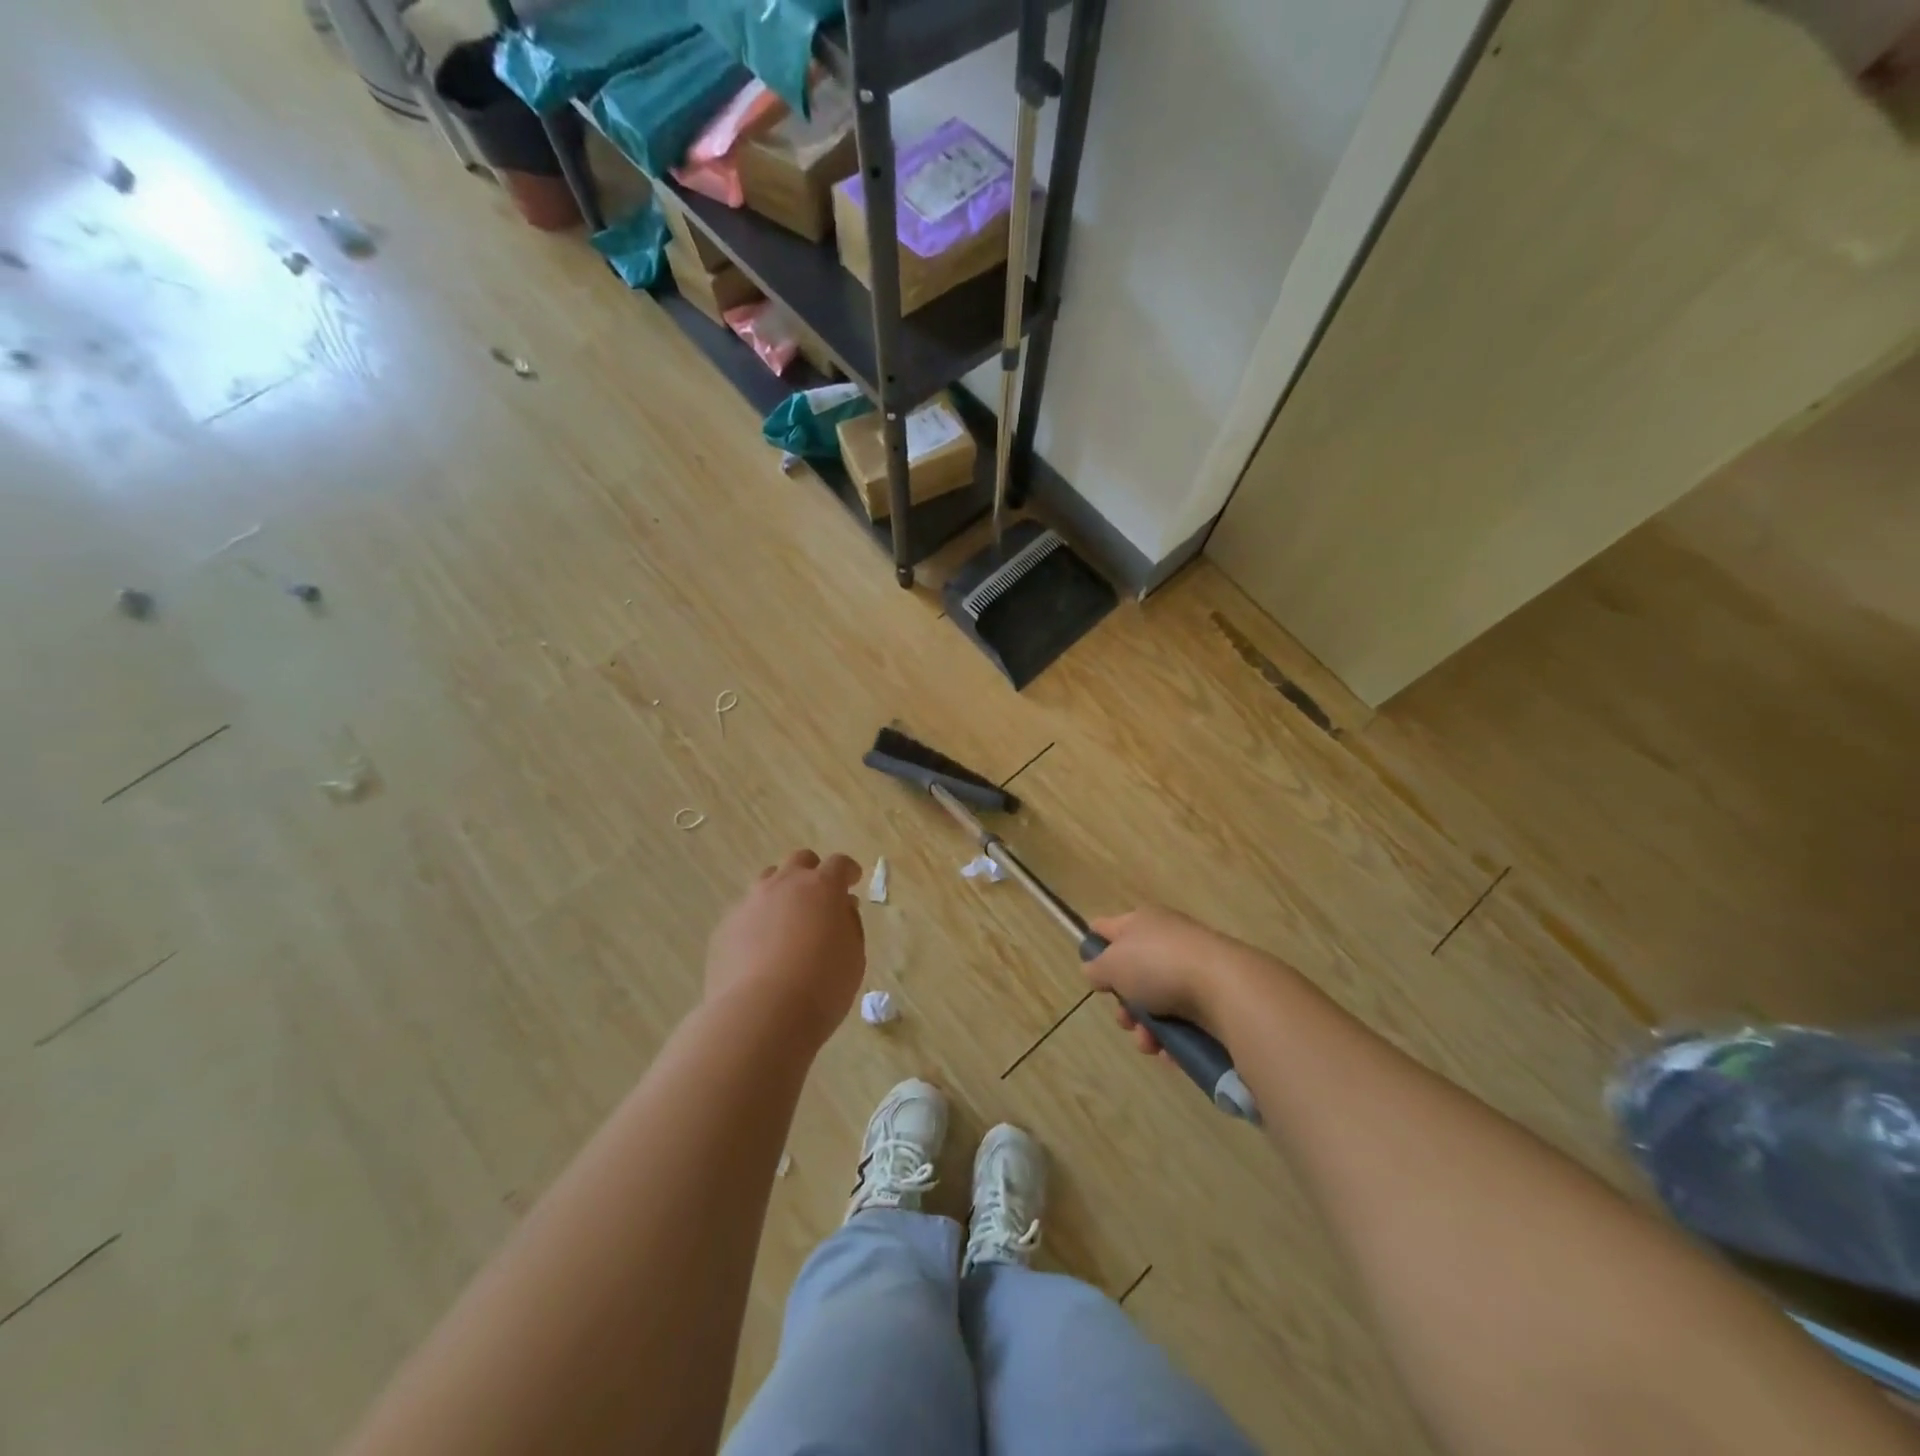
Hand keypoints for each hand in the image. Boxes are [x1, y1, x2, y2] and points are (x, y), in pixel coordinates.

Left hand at [705, 850, 864, 1048]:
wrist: (760, 1016)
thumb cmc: (821, 987)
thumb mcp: (853, 957)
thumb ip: (849, 924)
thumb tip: (842, 907)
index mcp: (821, 887)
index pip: (838, 864)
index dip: (848, 870)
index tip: (853, 880)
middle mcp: (784, 885)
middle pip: (799, 861)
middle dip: (812, 872)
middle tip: (819, 896)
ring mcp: (750, 903)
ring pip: (767, 881)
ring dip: (781, 892)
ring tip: (787, 921)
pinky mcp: (724, 927)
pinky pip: (745, 913)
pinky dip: (757, 922)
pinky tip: (760, 950)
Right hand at [1083, 907, 1258, 1054]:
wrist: (1226, 987)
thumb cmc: (1159, 966)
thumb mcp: (1113, 964)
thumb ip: (1096, 968)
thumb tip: (1094, 970)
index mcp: (1141, 922)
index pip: (1107, 927)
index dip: (1095, 948)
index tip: (1092, 975)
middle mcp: (1166, 940)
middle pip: (1132, 973)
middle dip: (1124, 1004)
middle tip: (1125, 1019)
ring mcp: (1191, 968)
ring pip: (1156, 1002)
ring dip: (1145, 1028)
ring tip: (1149, 1043)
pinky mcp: (1213, 997)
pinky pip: (1182, 1020)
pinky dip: (1172, 1038)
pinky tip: (1170, 1052)